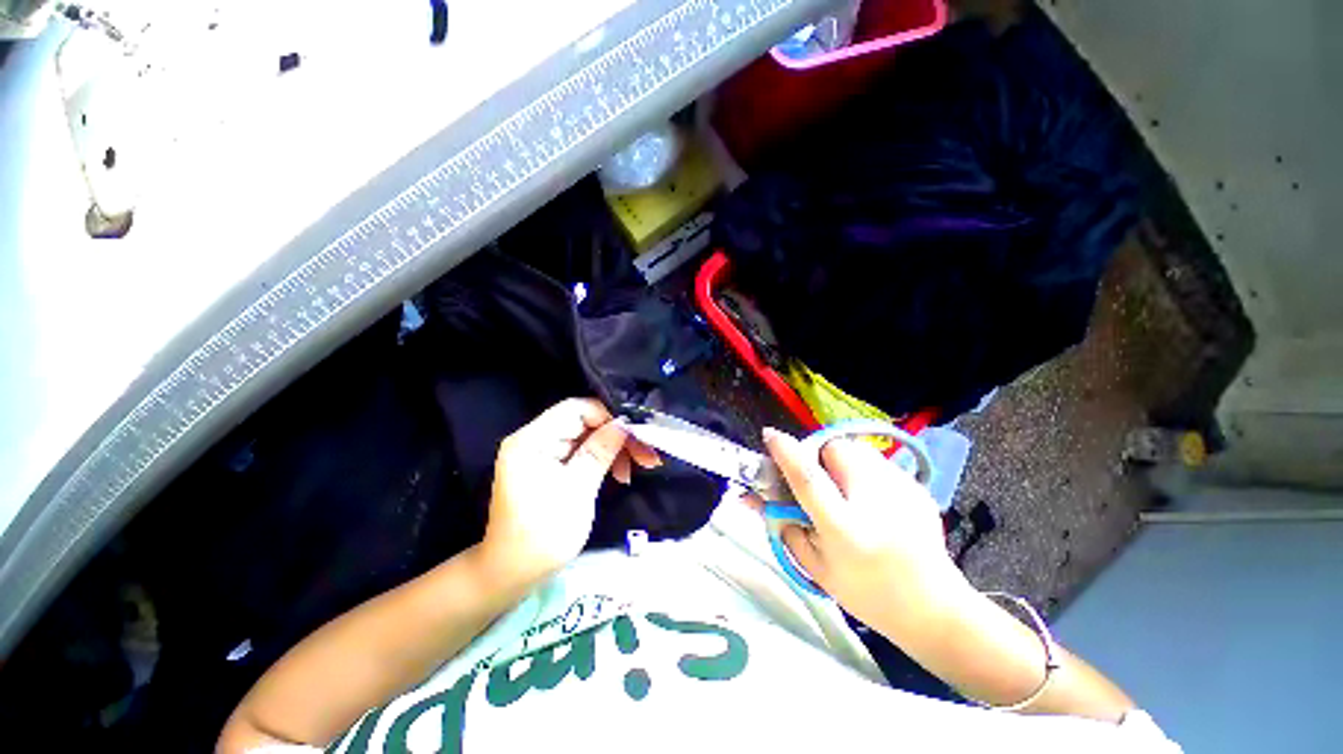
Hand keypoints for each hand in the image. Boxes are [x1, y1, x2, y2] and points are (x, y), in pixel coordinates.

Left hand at [479, 399, 659, 589]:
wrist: (513, 575)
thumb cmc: (542, 536)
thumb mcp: (577, 491)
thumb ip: (600, 452)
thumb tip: (625, 423)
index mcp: (531, 441)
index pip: (575, 409)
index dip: (608, 415)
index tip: (636, 432)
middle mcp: (534, 439)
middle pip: (583, 422)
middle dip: (616, 434)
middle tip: (646, 453)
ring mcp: (542, 453)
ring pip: (587, 437)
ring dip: (613, 448)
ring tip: (638, 465)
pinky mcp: (550, 466)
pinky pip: (582, 452)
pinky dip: (602, 459)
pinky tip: (621, 472)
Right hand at [759, 427, 967, 633]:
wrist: (933, 607)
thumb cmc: (866, 594)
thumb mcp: (815, 568)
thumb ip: (784, 528)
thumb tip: (756, 497)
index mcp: (845, 530)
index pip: (809, 479)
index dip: (786, 454)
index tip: (770, 435)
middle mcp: (875, 503)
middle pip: (835, 450)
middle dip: (818, 456)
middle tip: (820, 479)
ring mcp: (902, 490)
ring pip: (857, 449)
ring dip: (841, 461)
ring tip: (846, 490)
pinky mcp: (917, 486)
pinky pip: (877, 461)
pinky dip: (864, 470)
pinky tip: (873, 501)